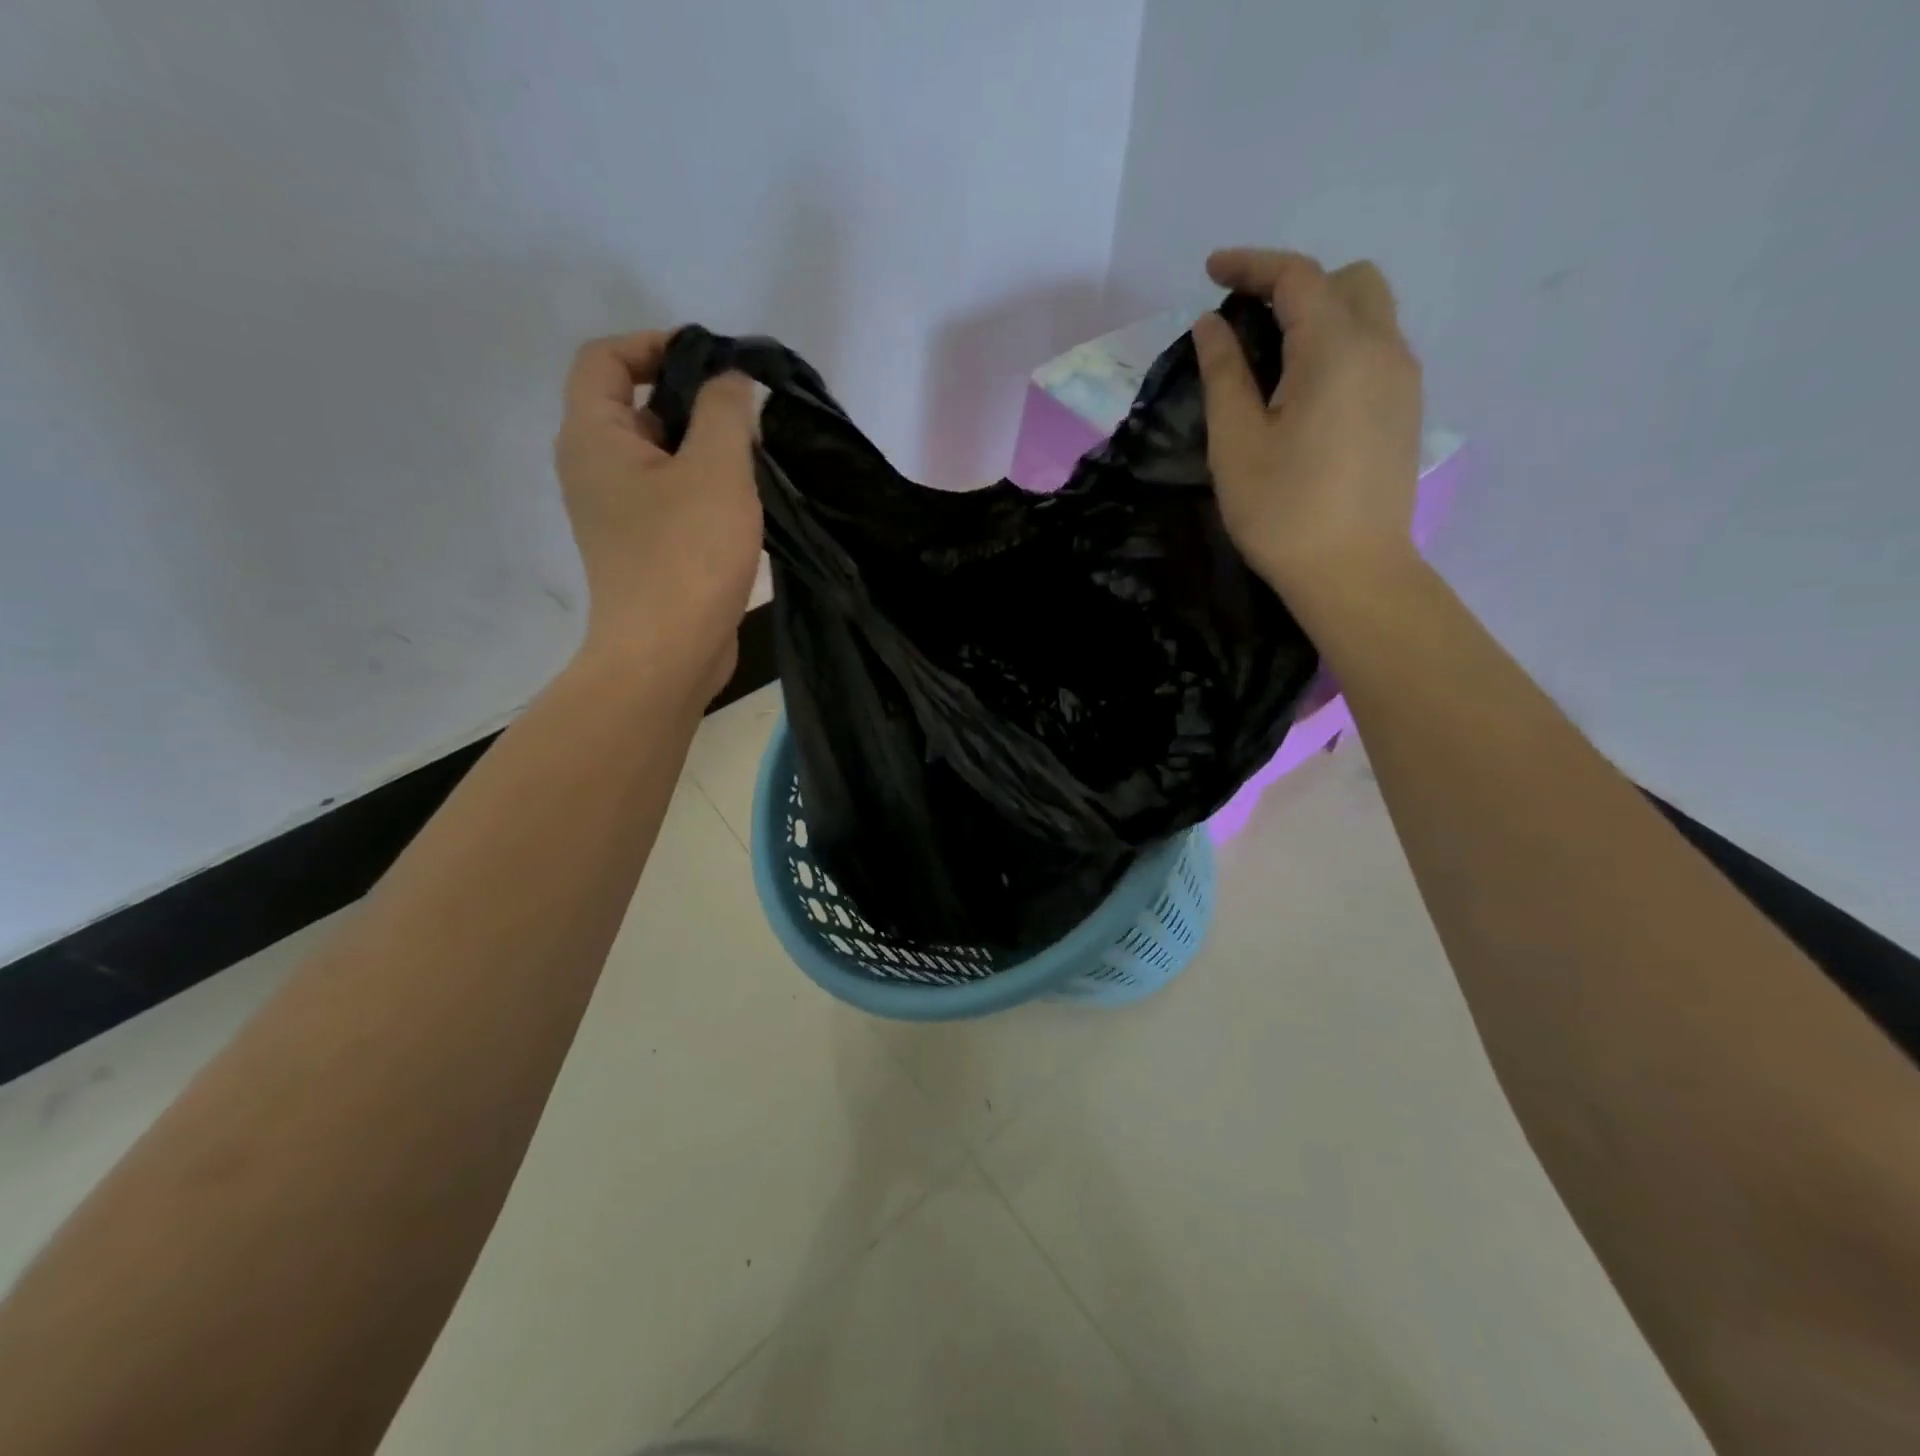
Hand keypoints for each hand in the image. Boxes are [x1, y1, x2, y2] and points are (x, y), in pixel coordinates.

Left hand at [554, 331, 761, 696]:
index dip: (655, 344)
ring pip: (659, 457)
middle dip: (690, 398)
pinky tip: (746, 503)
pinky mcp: (643, 548)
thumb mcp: (717, 470)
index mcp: (593, 438)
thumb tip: (730, 381)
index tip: (712, 361)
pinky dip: (704, 487)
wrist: (667, 656)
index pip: (605, 358)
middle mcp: (593, 469)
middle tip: (746, 413)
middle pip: (634, 406)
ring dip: (704, 448)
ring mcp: (616, 513)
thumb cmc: (686, 556)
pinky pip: (670, 496)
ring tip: (755, 458)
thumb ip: (725, 411)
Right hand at [1192, 248, 1422, 601]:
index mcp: (1336, 349)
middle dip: (1295, 285)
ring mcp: (1403, 379)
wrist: (1353, 572)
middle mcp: (1382, 348)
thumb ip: (1224, 374)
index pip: (1297, 277)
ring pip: (1369, 313)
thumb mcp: (1237, 443)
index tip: (1211, 271)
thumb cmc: (1282, 511)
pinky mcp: (1407, 409)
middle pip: (1346, 281)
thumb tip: (1212, 326)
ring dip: (1321, 315)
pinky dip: (1340, 345)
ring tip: (1275, 359)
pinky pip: (1377, 349)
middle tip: (1248, 323)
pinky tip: (1307, 391)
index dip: (1251, 265)